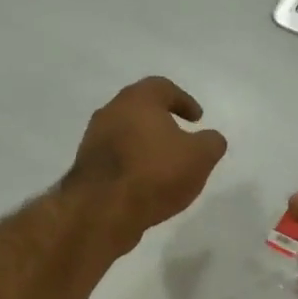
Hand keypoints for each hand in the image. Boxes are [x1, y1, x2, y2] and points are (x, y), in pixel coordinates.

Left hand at [66, 77, 227, 248]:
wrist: (103, 210)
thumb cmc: (156, 173)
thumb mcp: (200, 157)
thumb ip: (211, 142)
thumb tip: (211, 138)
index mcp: (137, 100)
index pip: (162, 88)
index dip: (184, 101)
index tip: (197, 119)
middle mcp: (110, 112)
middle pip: (140, 109)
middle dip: (161, 122)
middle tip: (180, 138)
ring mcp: (93, 140)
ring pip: (125, 134)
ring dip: (144, 144)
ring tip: (163, 165)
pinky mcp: (86, 167)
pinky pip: (115, 158)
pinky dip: (131, 164)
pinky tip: (144, 183)